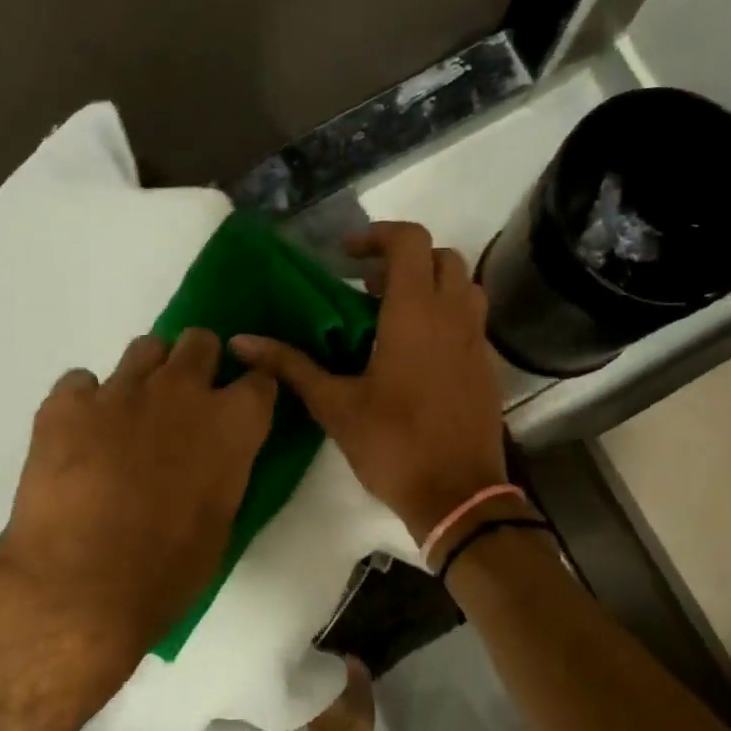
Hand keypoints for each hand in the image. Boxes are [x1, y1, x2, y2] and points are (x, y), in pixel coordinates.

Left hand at [0, 328, 276, 690]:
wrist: (80, 588)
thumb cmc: (167, 570)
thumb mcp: (221, 519)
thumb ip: (223, 469)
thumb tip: (210, 458)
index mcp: (233, 422)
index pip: (260, 378)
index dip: (252, 392)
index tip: (241, 408)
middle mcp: (182, 391)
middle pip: (201, 342)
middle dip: (200, 364)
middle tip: (186, 403)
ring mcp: (121, 390)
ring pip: (146, 348)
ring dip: (149, 374)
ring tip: (133, 414)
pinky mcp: (66, 404)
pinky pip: (81, 381)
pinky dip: (86, 402)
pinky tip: (80, 437)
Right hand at [231, 221, 506, 542]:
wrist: (458, 495)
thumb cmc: (394, 445)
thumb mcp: (335, 406)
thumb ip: (291, 366)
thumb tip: (241, 342)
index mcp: (416, 314)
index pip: (410, 240)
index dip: (377, 235)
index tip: (347, 257)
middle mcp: (454, 316)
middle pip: (441, 257)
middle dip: (404, 260)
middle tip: (367, 290)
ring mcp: (478, 341)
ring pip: (463, 287)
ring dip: (430, 286)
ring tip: (392, 317)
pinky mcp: (488, 367)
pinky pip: (471, 321)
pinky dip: (446, 317)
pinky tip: (416, 355)